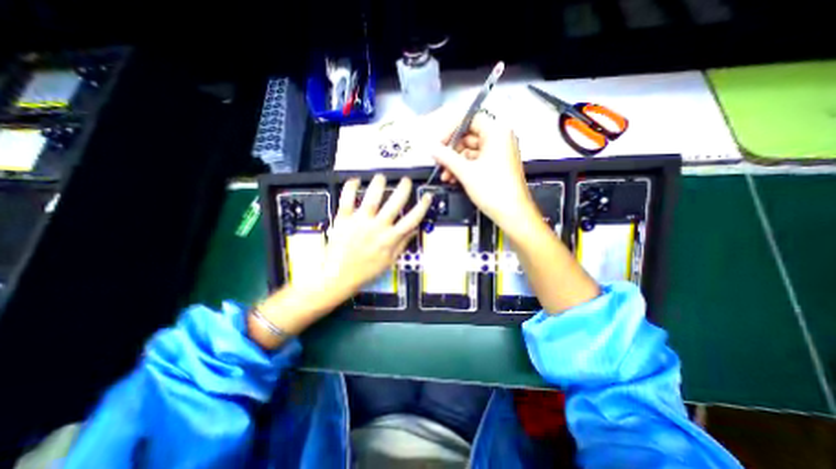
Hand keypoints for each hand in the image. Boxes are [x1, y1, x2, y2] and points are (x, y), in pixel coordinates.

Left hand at [319, 173, 431, 299]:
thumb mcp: (389, 261)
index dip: (422, 206)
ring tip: (383, 177)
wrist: (338, 276)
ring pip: (372, 198)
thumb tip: (414, 230)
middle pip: (394, 204)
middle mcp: (377, 228)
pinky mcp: (343, 220)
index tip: (426, 197)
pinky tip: (355, 180)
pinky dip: (350, 188)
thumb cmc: (365, 271)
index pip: (411, 220)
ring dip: (379, 185)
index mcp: (389, 239)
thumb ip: (402, 244)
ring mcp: (360, 222)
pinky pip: (346, 200)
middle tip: (406, 180)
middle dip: (403, 189)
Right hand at [432, 111, 542, 236]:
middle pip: (469, 136)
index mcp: (497, 133)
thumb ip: (447, 157)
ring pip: (470, 151)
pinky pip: (476, 161)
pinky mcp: (496, 165)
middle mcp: (499, 139)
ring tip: (445, 175)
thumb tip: (433, 148)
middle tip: (439, 161)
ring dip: (455, 162)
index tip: (440, 142)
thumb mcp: (466, 172)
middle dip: (452, 151)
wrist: (511, 213)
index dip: (452, 129)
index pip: (470, 119)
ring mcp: (498, 153)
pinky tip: (453, 178)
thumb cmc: (494, 190)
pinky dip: (464, 168)